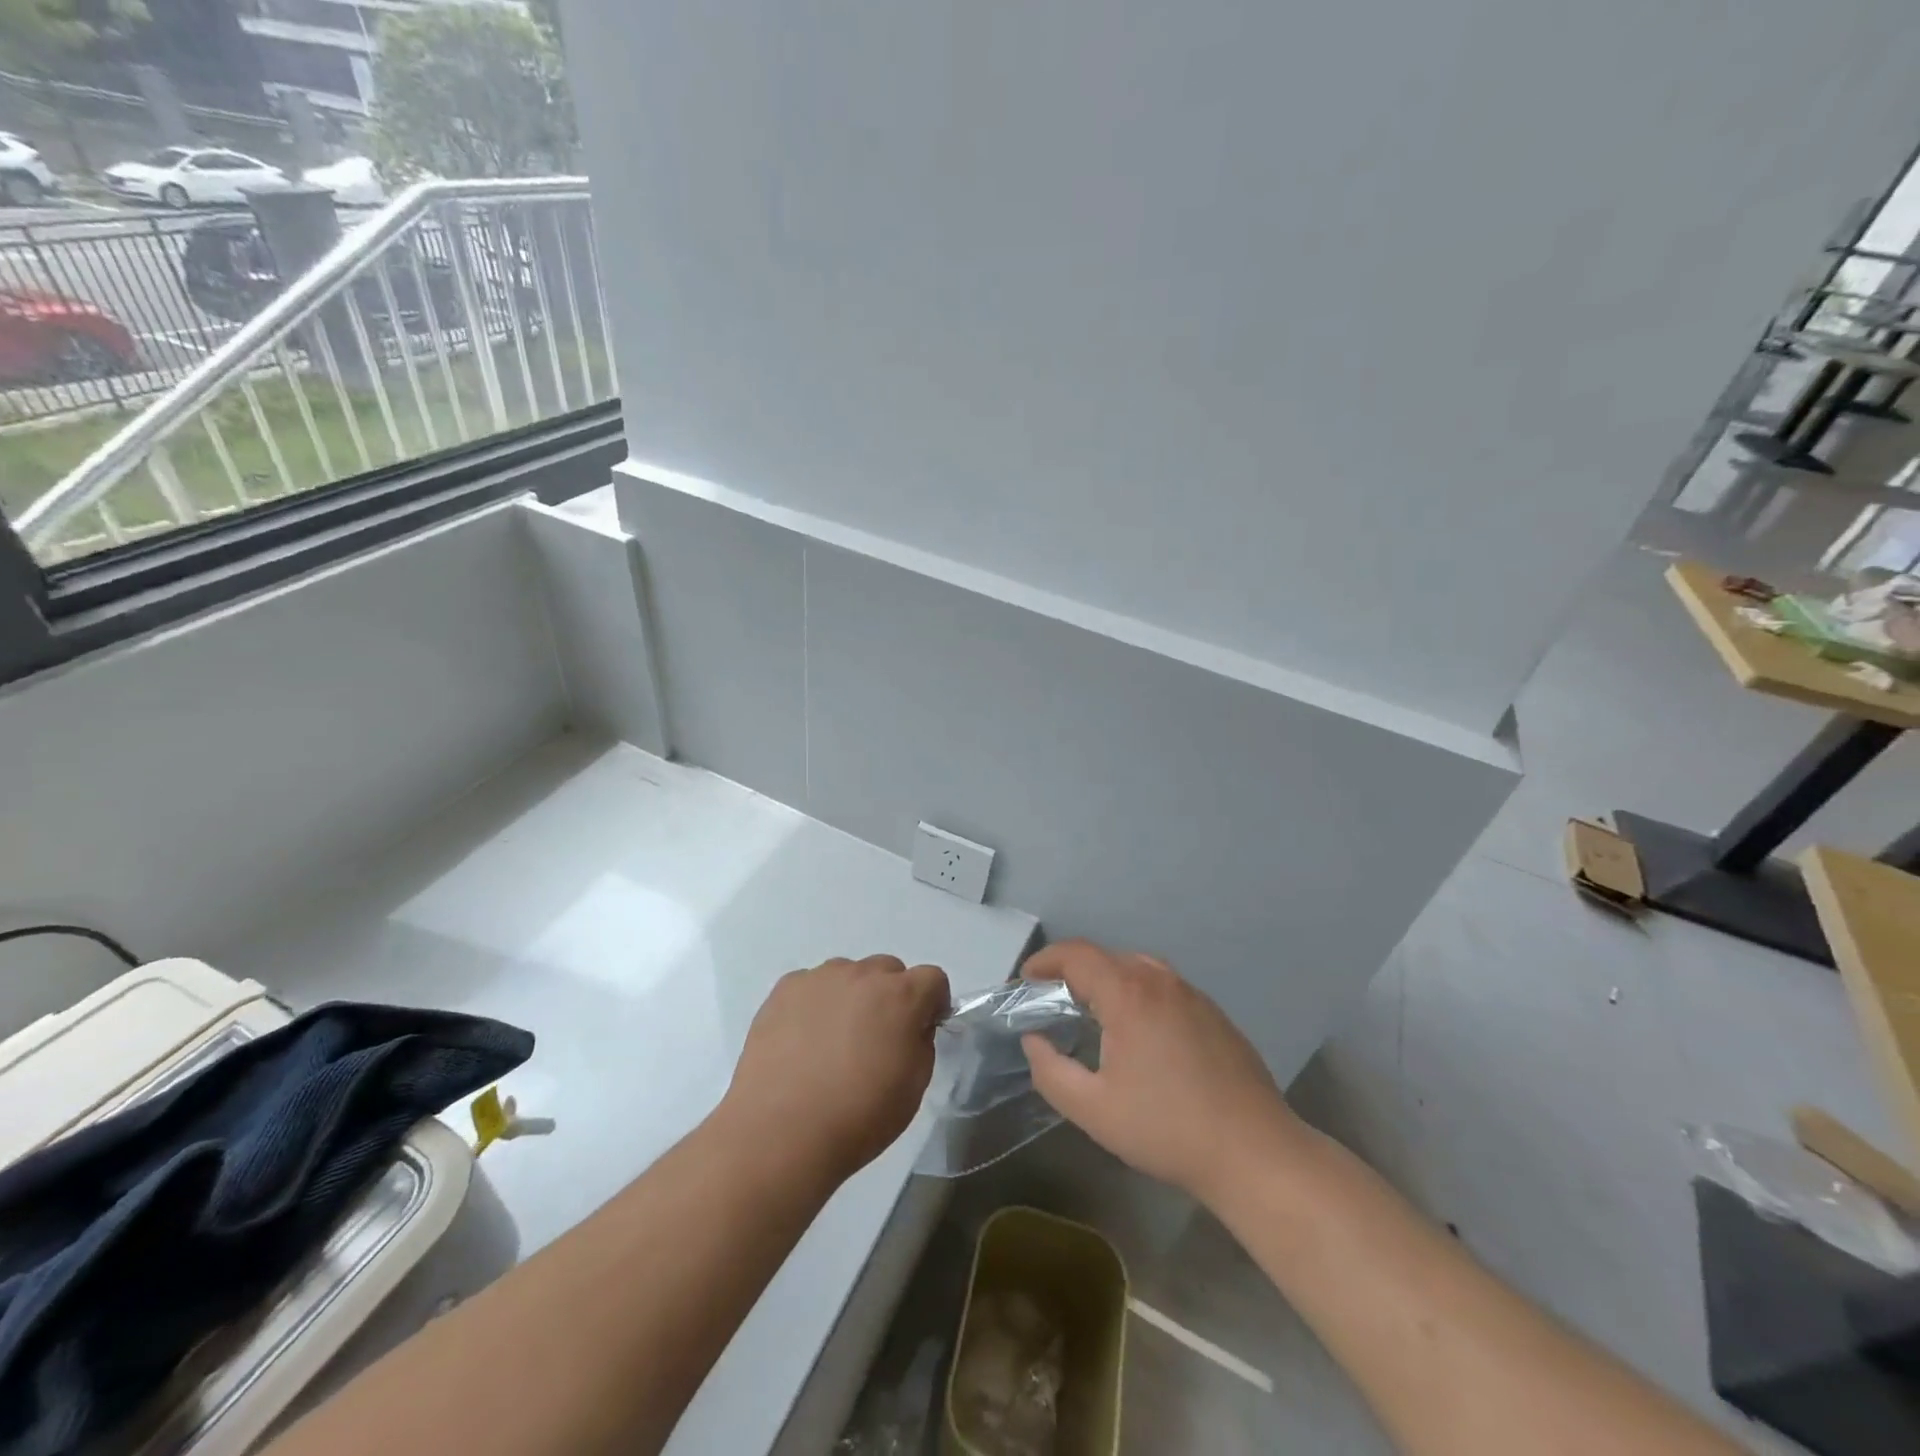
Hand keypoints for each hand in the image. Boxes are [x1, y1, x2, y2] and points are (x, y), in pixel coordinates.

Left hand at [720, 955, 950, 1186]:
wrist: (781, 1132)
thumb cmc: (859, 1116)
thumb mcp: (913, 1087)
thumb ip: (921, 1043)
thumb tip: (911, 1027)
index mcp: (901, 996)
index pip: (932, 978)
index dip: (932, 1002)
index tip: (923, 1028)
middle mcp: (863, 975)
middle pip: (889, 970)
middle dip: (891, 996)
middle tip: (876, 1037)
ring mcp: (821, 978)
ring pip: (848, 974)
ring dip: (852, 997)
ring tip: (833, 1041)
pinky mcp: (785, 989)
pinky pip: (812, 985)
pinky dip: (815, 1004)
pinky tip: (803, 1041)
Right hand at [1021, 941, 1306, 1206]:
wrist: (1255, 1153)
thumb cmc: (1166, 1129)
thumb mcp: (1092, 1109)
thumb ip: (1050, 1071)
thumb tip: (1034, 1041)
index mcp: (1128, 994)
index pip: (1077, 954)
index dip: (1045, 961)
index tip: (1025, 981)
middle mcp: (1161, 981)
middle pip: (1107, 957)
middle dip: (1073, 972)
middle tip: (1053, 1003)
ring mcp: (1193, 995)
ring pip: (1138, 969)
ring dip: (1107, 981)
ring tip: (1092, 1014)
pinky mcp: (1214, 1014)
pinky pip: (1164, 988)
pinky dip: (1138, 995)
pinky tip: (1140, 1034)